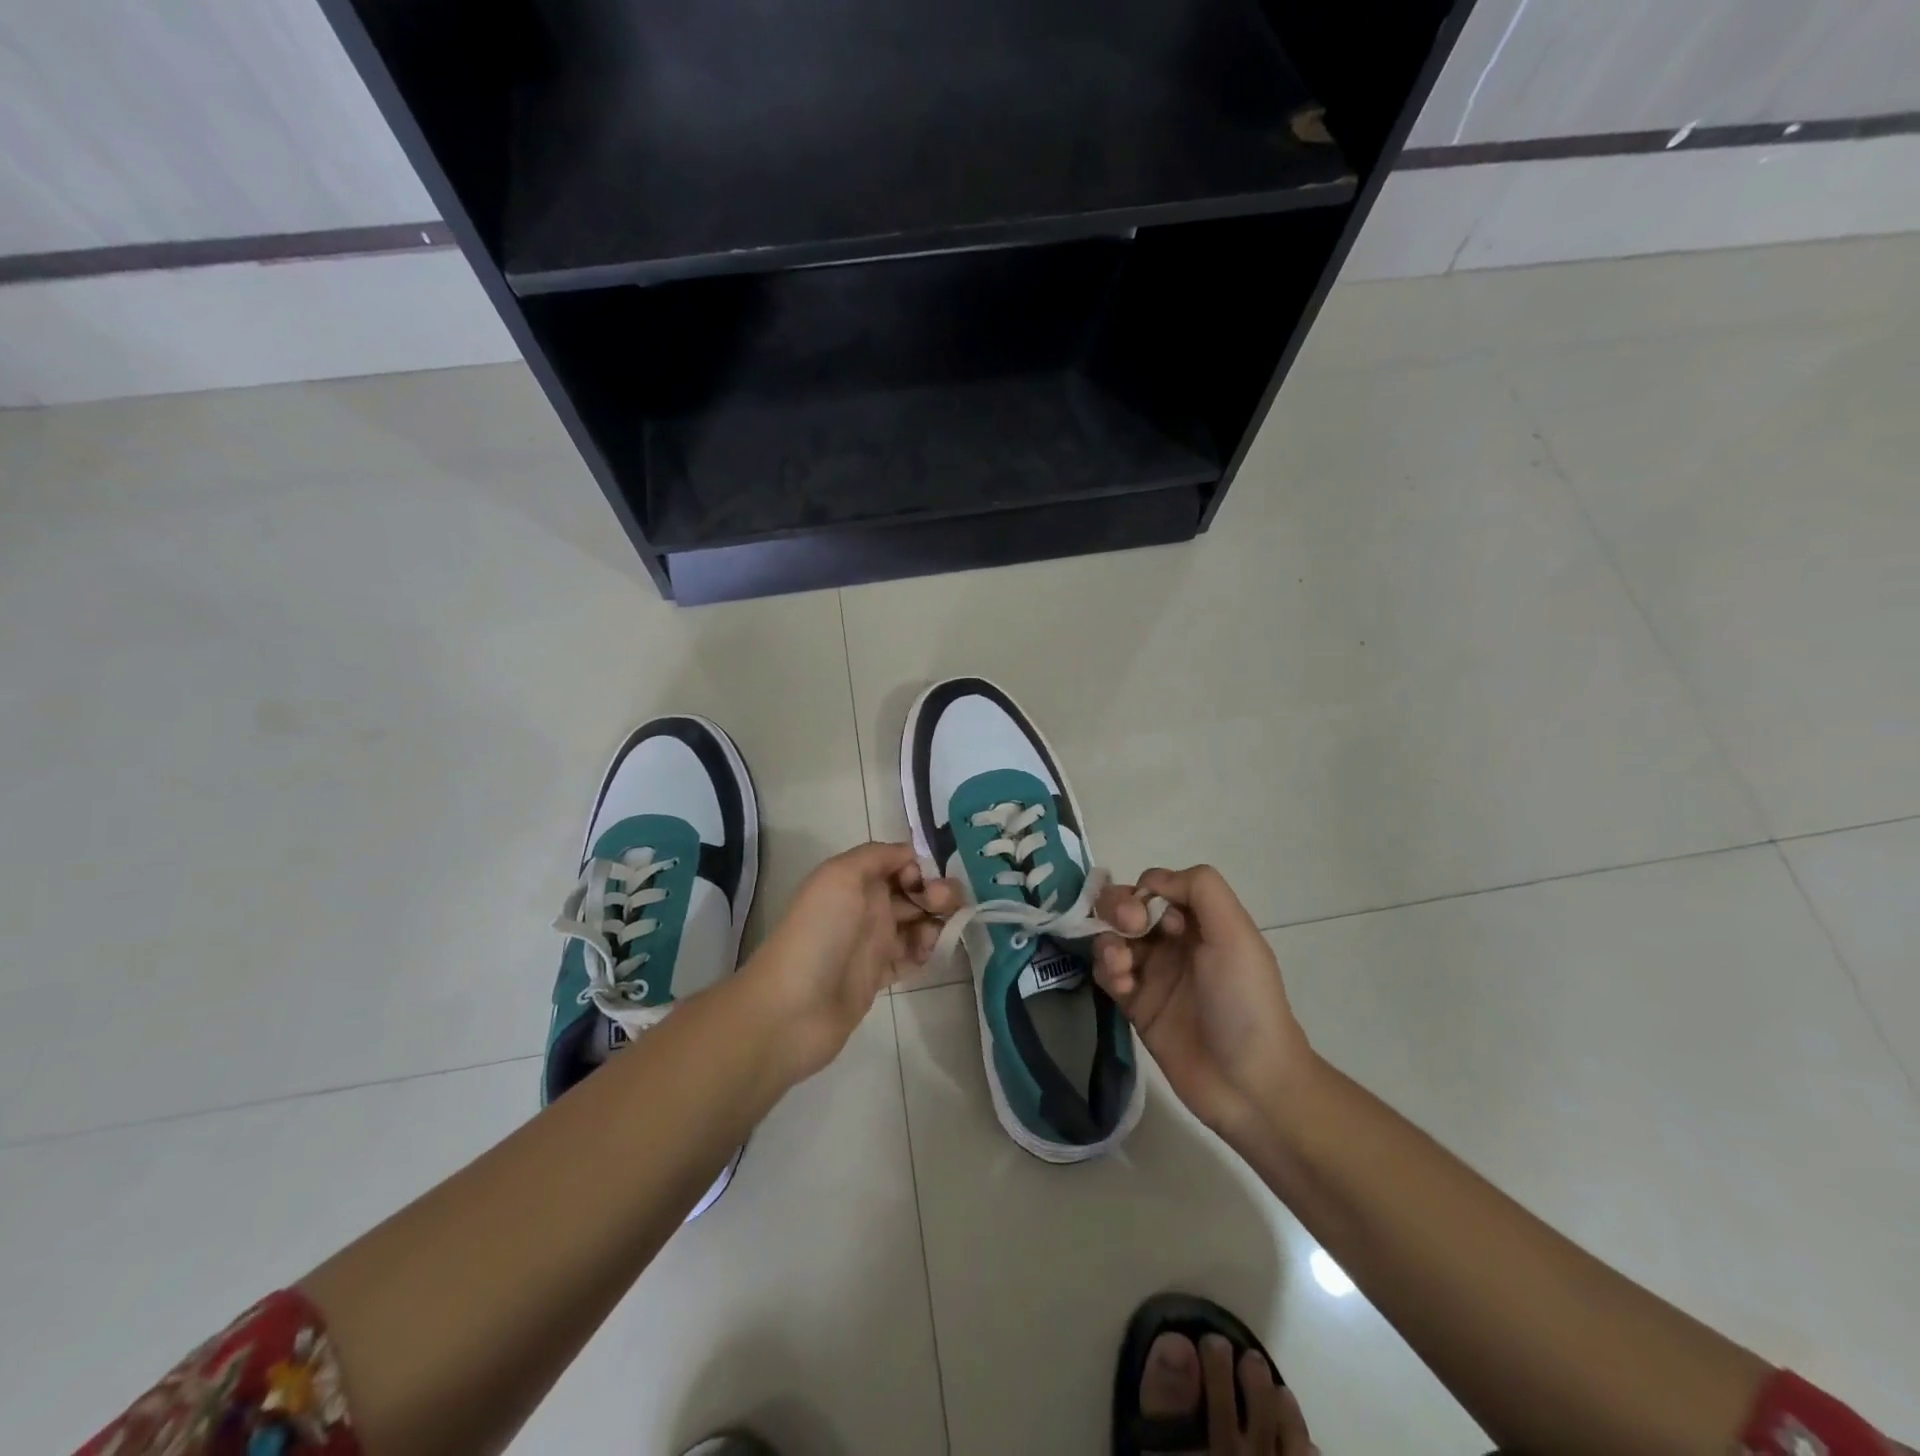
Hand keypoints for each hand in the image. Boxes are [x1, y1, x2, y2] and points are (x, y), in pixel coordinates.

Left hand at [745, 842, 959, 1084]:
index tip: (926, 882)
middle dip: (936, 894)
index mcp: (854, 881)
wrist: (793, 1008)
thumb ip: (876, 855)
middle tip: (947, 907)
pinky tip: (928, 955)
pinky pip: (911, 958)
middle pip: (912, 893)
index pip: (898, 864)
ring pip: (916, 924)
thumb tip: (910, 854)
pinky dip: (925, 953)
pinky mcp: (878, 977)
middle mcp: (864, 908)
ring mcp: (871, 944)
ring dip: (935, 924)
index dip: (919, 869)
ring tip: (935, 936)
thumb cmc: (819, 932)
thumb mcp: (840, 876)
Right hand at [1090, 865, 1312, 1149]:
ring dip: (1108, 942)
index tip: (1148, 916)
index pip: (1157, 886)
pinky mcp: (1136, 1005)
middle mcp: (1176, 942)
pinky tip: (1121, 987)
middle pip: (1129, 907)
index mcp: (1202, 922)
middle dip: (1118, 910)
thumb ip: (1199, 889)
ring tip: (1121, 967)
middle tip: (1128, 930)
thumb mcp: (1235, 934)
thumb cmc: (1245, 1002)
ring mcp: (1154, 974)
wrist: (1250, 1084)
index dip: (1145, 893)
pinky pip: (1107, 974)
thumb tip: (1152, 881)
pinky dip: (1106, 972)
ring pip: (1113, 937)